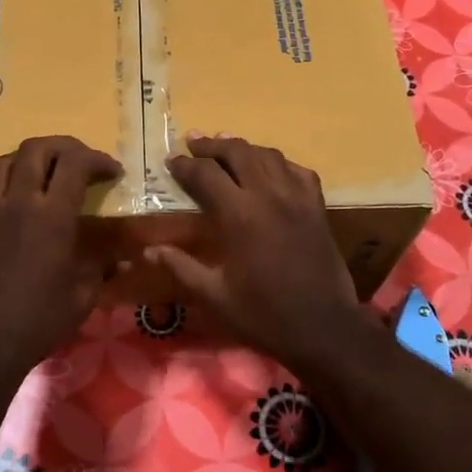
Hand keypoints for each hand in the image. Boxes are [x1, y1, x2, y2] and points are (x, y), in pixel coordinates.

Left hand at [0, 136, 122, 376]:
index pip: (75, 162)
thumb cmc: (41, 319)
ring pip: (5, 160)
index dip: (98, 159)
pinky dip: (1, 180)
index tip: (113, 172)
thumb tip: (126, 258)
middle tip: (82, 162)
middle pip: (37, 148)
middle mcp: (19, 201)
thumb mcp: (84, 294)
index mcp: (52, 215)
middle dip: (64, 146)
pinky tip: (12, 196)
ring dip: (30, 158)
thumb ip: (103, 266)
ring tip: (46, 172)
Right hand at [145, 135, 375, 365]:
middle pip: (238, 152)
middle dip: (212, 145)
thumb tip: (149, 250)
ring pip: (268, 155)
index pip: (205, 174)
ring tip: (227, 148)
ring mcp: (297, 198)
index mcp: (238, 215)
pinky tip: (270, 169)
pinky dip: (279, 163)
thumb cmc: (263, 314)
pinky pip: (298, 170)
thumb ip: (182, 267)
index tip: (170, 161)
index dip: (184, 165)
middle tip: (194, 144)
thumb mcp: (215, 296)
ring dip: (244, 148)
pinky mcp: (317, 207)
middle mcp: (268, 195)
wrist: (323, 327)